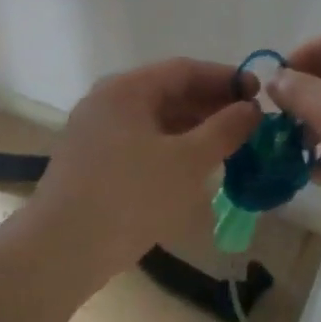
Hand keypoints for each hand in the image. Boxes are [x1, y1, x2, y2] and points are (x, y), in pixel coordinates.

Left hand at [35, 58, 261, 283]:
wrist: (60, 251)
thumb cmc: (130, 196)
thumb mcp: (187, 161)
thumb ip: (224, 130)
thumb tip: (250, 109)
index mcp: (127, 89)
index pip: (184, 70)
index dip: (225, 79)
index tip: (259, 95)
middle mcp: (107, 102)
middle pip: (167, 92)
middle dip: (210, 105)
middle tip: (249, 124)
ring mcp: (95, 133)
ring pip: (154, 120)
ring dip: (193, 129)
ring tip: (228, 147)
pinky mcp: (91, 162)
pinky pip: (140, 142)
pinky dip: (170, 148)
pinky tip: (192, 168)